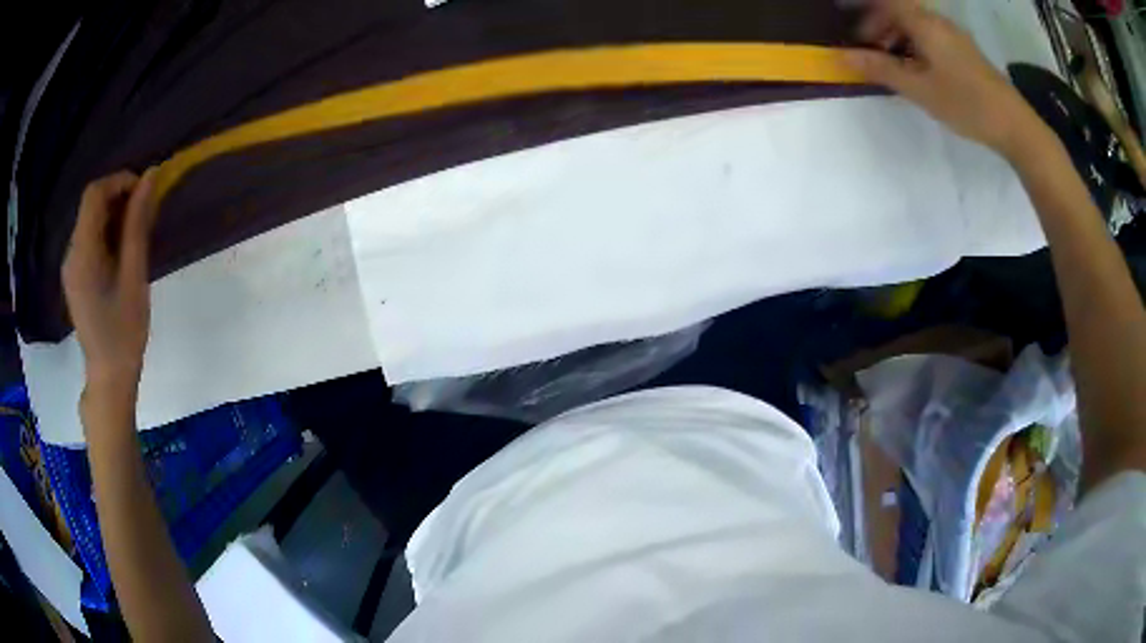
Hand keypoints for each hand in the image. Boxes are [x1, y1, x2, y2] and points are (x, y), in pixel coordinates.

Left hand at [62, 169, 157, 404]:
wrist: (109, 377)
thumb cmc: (124, 331)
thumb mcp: (134, 276)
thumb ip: (137, 225)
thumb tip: (150, 177)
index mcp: (82, 253)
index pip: (94, 194)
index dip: (120, 181)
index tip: (144, 192)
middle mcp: (71, 253)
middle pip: (91, 205)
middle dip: (118, 198)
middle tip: (144, 214)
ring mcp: (70, 266)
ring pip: (90, 221)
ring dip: (114, 216)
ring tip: (136, 234)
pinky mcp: (74, 276)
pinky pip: (89, 239)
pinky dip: (106, 233)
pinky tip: (121, 252)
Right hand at [844, 0, 1041, 157]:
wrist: (1014, 125)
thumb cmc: (966, 103)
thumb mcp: (920, 89)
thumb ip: (882, 69)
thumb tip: (842, 56)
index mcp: (924, 23)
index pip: (885, 1)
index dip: (864, 10)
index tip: (851, 27)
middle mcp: (938, 21)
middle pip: (899, 11)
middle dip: (878, 26)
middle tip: (870, 54)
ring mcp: (953, 36)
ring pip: (915, 25)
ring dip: (897, 38)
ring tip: (893, 67)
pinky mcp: (964, 51)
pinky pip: (930, 37)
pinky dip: (915, 47)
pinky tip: (917, 72)